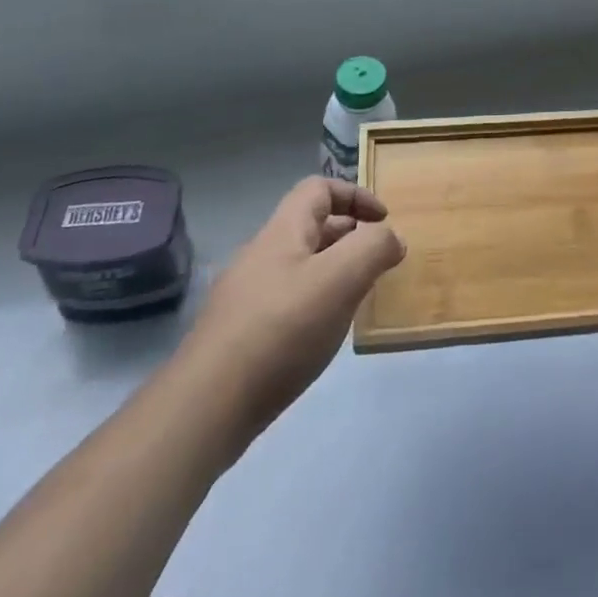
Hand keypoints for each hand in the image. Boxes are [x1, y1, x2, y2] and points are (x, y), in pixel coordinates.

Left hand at [185, 177, 405, 439]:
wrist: (205, 408)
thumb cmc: (281, 329)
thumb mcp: (340, 279)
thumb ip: (374, 248)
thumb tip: (392, 238)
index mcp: (283, 231)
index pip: (319, 188)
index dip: (355, 195)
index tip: (384, 221)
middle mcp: (261, 254)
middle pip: (310, 227)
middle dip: (349, 236)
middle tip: (377, 262)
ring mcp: (245, 296)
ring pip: (299, 266)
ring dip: (333, 272)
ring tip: (357, 298)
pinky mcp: (239, 335)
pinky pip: (286, 301)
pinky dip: (314, 304)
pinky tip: (322, 335)